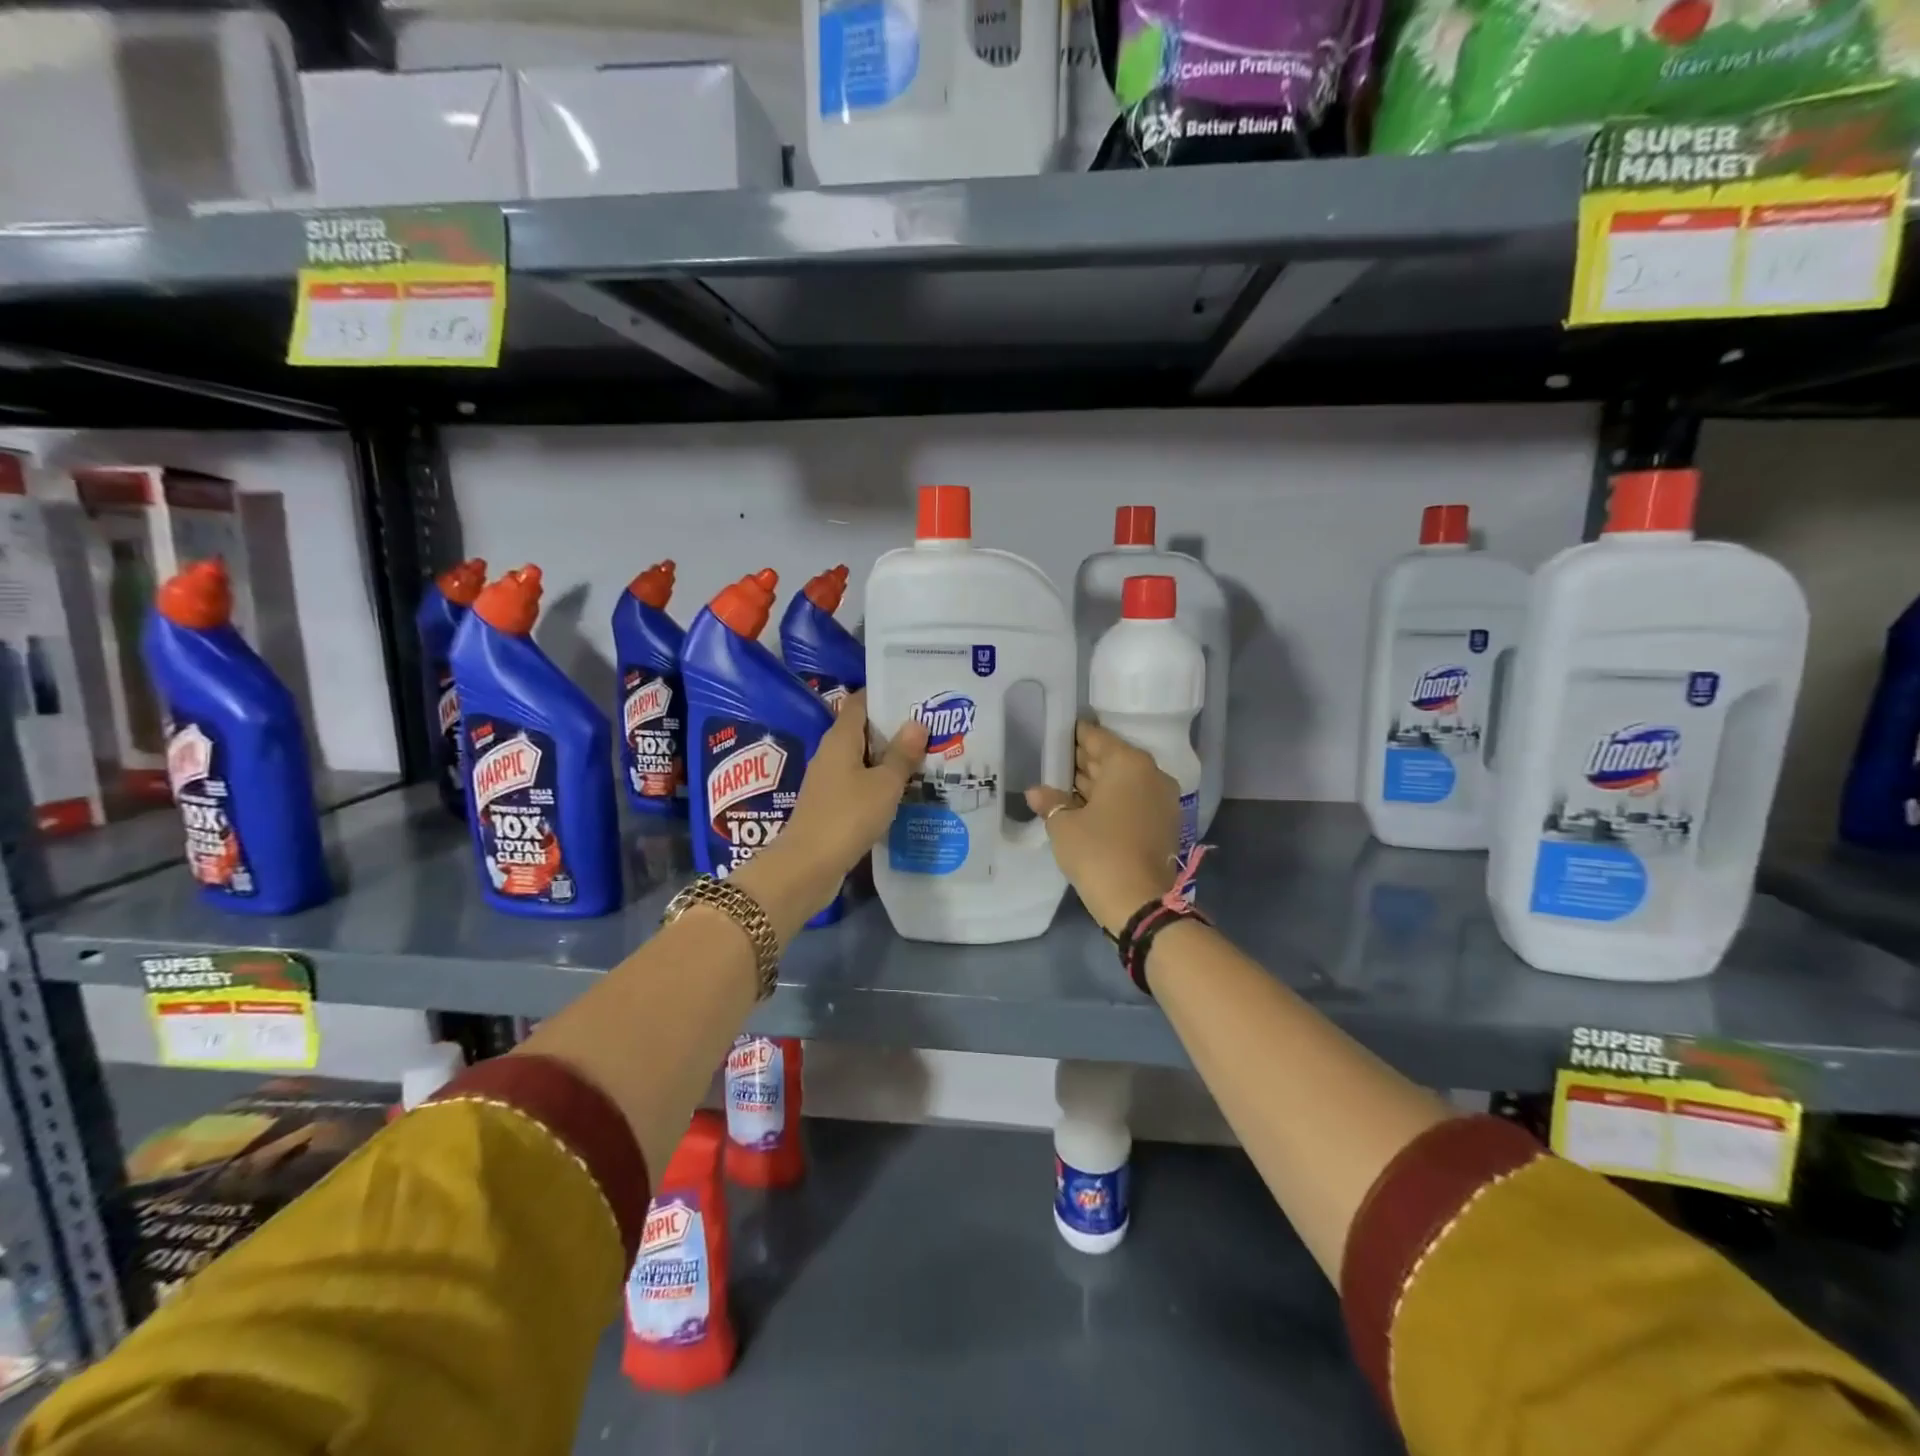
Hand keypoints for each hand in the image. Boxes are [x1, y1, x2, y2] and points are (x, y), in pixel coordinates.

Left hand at [736, 692, 926, 926]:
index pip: (861, 703)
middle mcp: (831, 754)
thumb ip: (902, 754)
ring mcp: (829, 781)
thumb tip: (916, 722)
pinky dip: (880, 782)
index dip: (886, 696)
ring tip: (926, 756)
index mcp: (840, 739)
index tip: (916, 696)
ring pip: (863, 759)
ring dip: (890, 758)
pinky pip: (860, 783)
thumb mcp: (884, 784)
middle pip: (864, 730)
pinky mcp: (831, 805)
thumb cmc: (848, 816)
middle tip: (931, 727)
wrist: (808, 867)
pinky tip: (905, 791)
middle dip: (895, 728)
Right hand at [1026, 721, 1180, 936]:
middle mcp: (1150, 774)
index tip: (1055, 733)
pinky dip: (1110, 801)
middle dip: (1083, 761)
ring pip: (1122, 782)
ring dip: (1095, 783)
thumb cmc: (1098, 852)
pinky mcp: (1163, 824)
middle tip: (1053, 760)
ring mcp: (1161, 800)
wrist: (1138, 902)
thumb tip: (1036, 791)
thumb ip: (1050, 801)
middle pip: (1111, 759)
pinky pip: (1131, 801)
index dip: (1074, 735)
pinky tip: (1083, 807)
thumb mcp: (1063, 824)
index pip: (1096, 738)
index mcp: (1128, 763)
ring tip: (1062, 784)